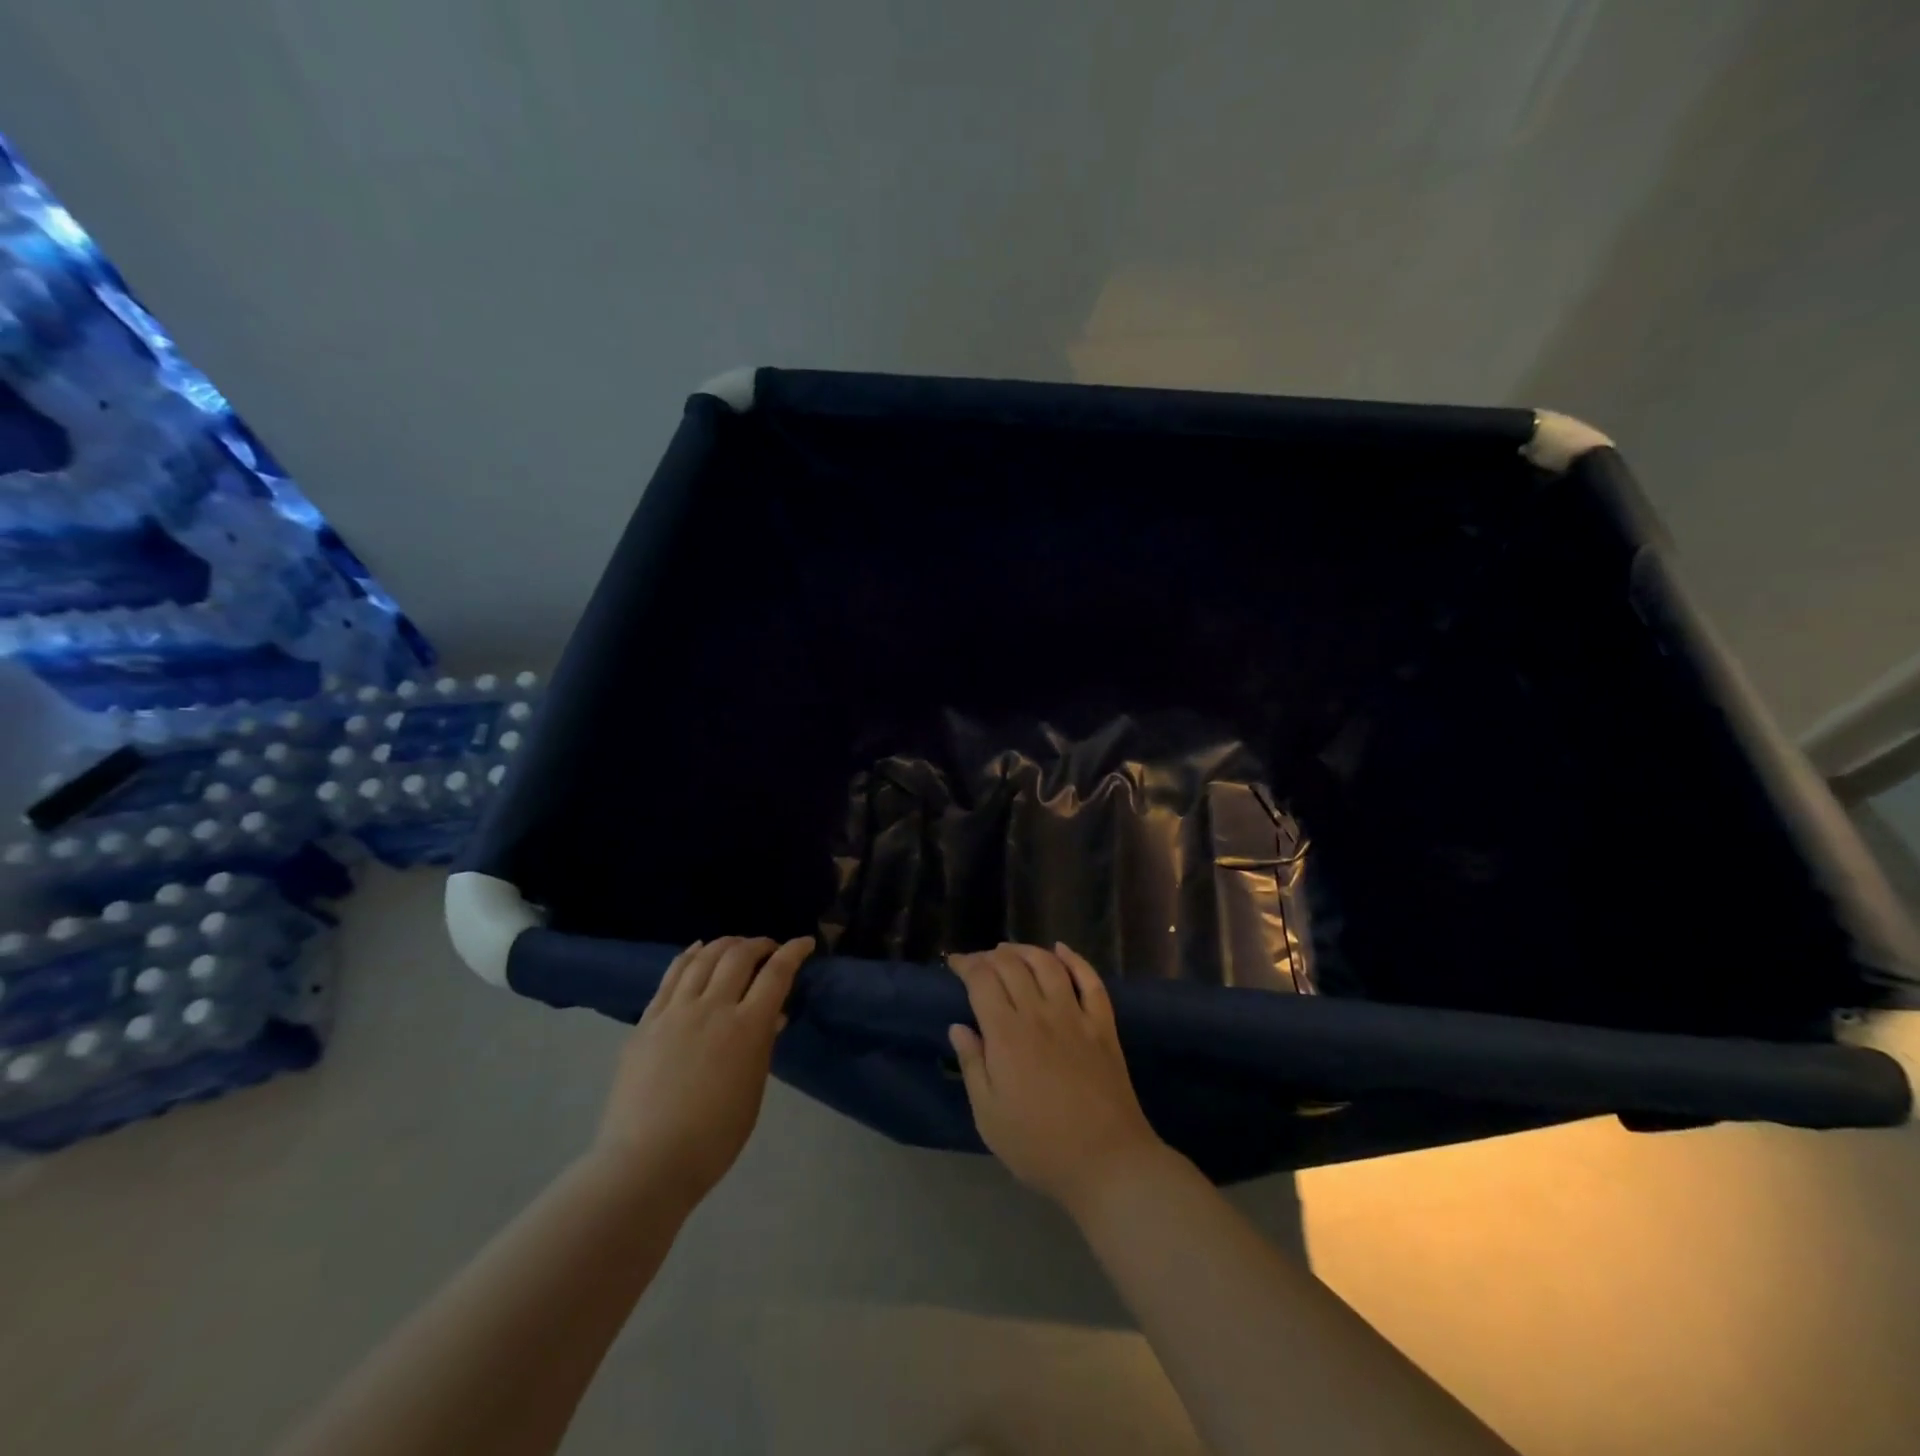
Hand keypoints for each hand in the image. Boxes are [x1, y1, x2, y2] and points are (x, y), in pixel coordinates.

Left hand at [589, 935, 812, 1207]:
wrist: (646, 1164)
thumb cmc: (713, 1139)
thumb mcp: (752, 1091)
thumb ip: (762, 1047)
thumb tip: (771, 1016)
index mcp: (746, 1028)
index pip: (777, 973)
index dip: (794, 951)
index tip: (805, 943)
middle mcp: (712, 1008)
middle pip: (739, 955)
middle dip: (760, 944)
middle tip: (770, 949)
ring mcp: (675, 1011)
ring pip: (703, 957)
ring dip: (725, 944)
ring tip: (736, 946)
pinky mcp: (647, 1021)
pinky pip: (671, 975)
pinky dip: (689, 955)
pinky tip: (697, 949)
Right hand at [948, 942, 1170, 1215]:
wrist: (1107, 1161)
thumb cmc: (1038, 1146)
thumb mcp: (989, 1116)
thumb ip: (972, 1065)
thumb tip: (959, 1027)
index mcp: (1007, 1035)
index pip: (982, 980)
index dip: (966, 965)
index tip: (954, 964)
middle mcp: (1039, 1014)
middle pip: (1012, 966)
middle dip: (990, 956)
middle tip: (978, 962)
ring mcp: (1075, 1016)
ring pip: (1048, 964)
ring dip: (1025, 950)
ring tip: (1009, 951)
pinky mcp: (1103, 1025)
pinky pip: (1090, 980)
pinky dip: (1075, 959)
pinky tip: (1061, 950)